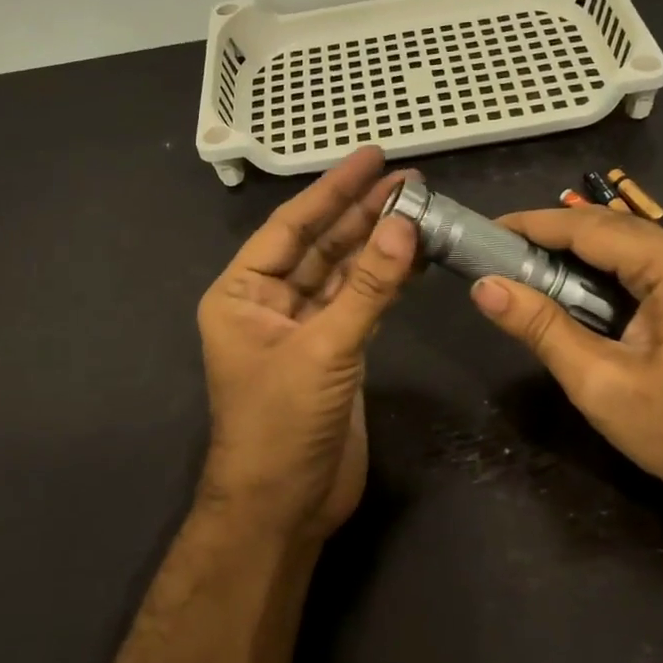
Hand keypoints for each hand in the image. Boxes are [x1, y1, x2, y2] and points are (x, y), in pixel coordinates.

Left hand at [196, 147, 417, 541]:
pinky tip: (414, 257)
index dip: (332, 190)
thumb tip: (405, 223)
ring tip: (419, 208)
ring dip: (378, 244)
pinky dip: (387, 282)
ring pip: (344, 274)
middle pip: (320, 245)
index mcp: (242, 293)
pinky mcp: (334, 353)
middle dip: (361, 212)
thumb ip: (368, 286)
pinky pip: (361, 304)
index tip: (370, 157)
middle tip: (408, 179)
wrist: (284, 505)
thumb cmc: (283, 423)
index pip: (291, 227)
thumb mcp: (325, 349)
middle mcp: (269, 303)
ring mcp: (303, 328)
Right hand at [468, 206, 662, 528]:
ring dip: (572, 251)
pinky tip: (566, 286)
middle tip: (496, 251)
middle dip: (550, 234)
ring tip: (520, 264)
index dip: (533, 225)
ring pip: (624, 244)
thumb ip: (540, 327)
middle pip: (609, 227)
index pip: (591, 228)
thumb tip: (484, 287)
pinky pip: (639, 266)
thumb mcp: (598, 382)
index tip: (486, 230)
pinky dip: (597, 269)